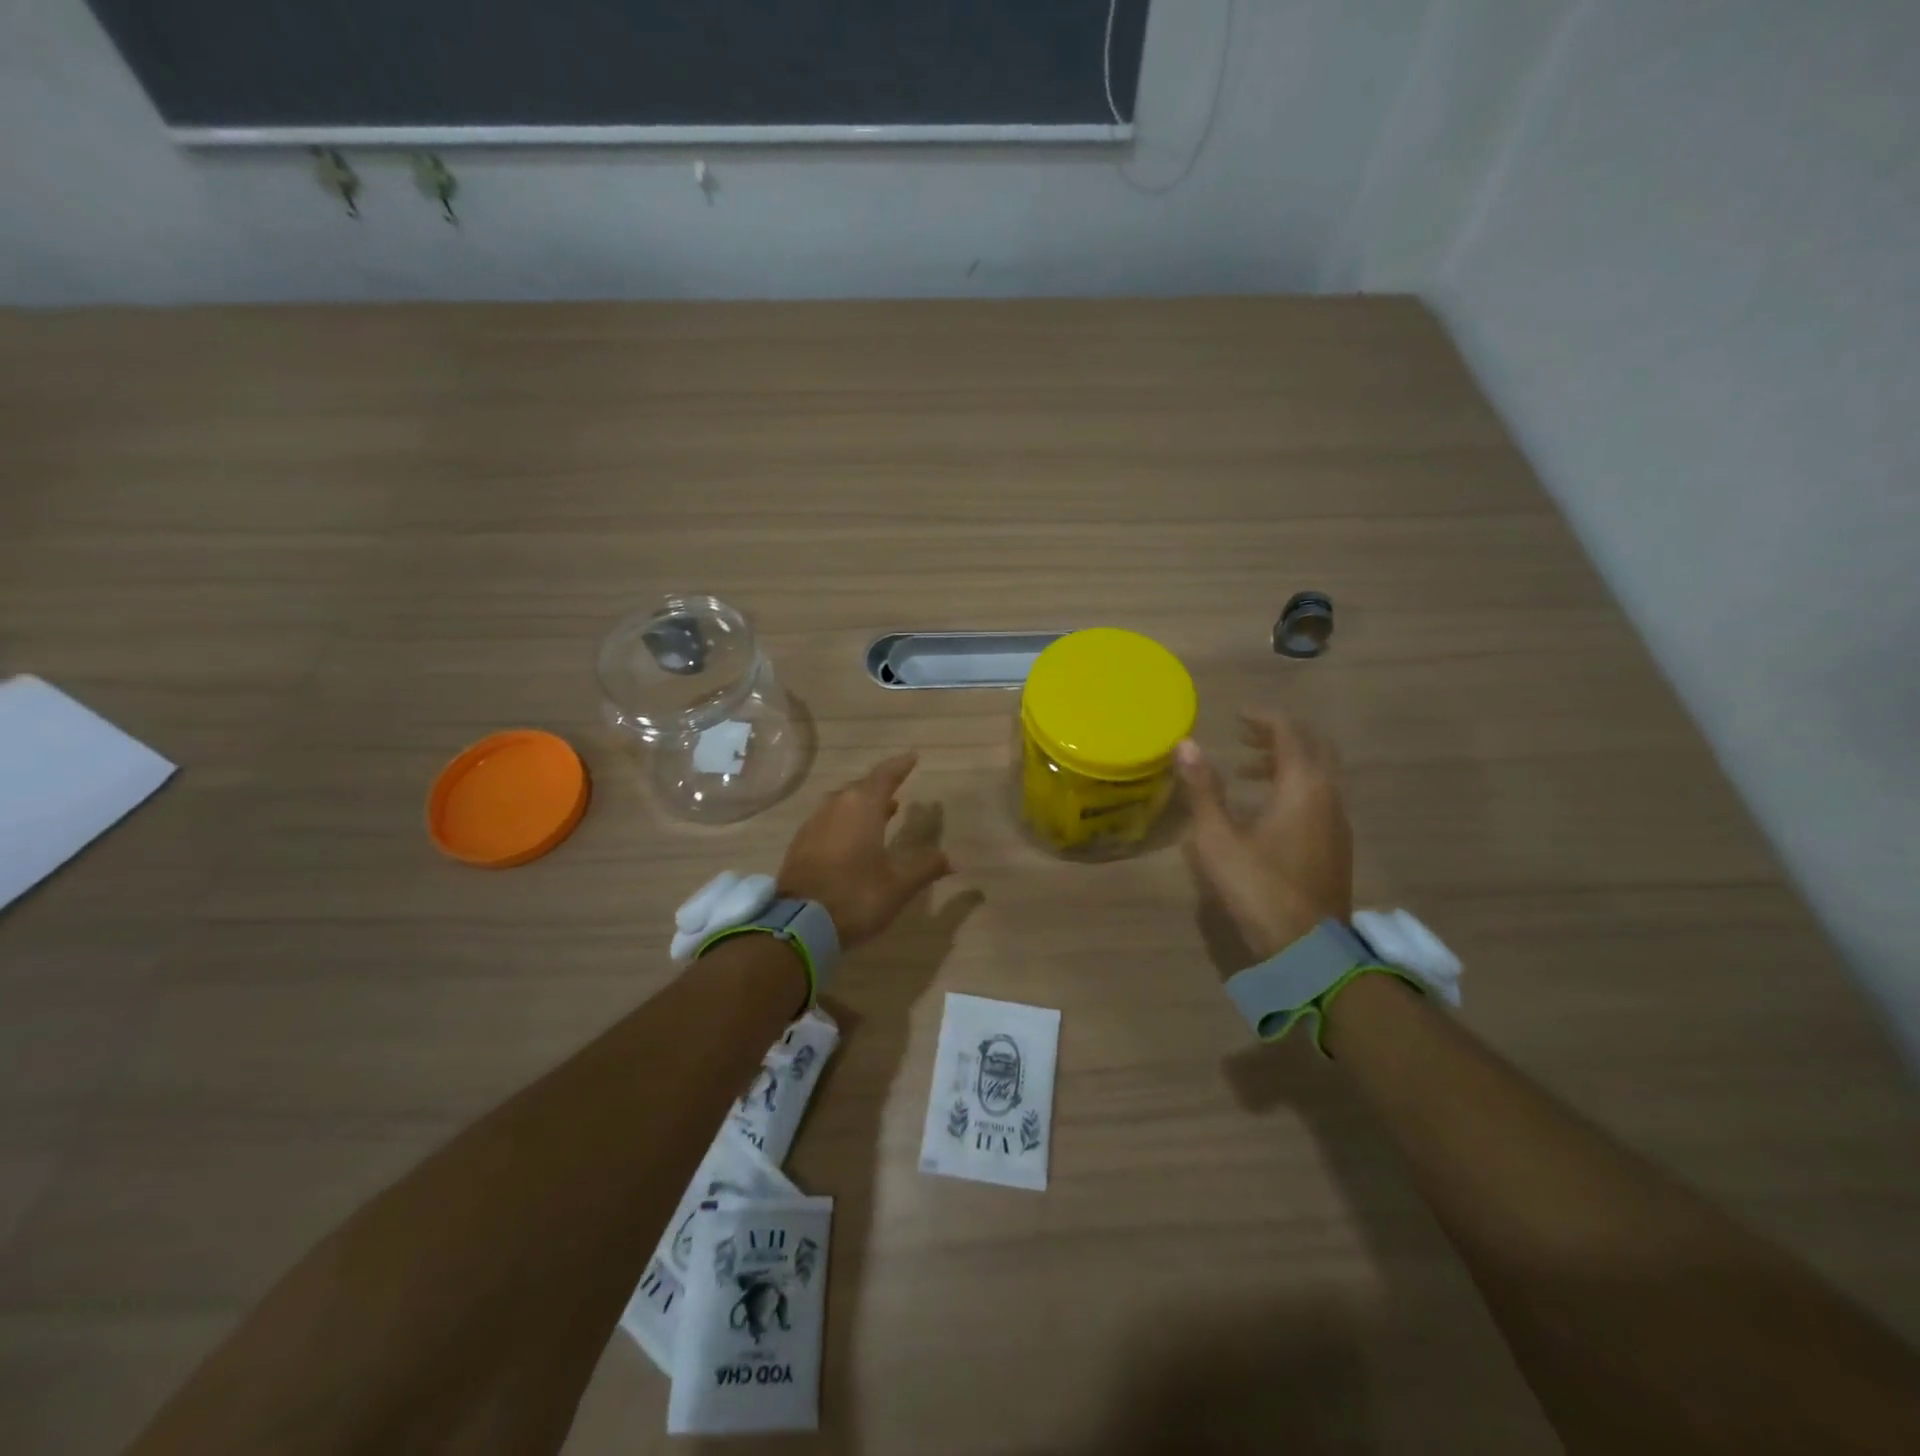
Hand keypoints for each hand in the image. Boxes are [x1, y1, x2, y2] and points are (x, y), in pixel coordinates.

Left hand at [778, 752, 953, 950]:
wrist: (798, 924)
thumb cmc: (856, 896)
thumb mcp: (898, 885)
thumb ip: (926, 867)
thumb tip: (954, 859)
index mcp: (861, 807)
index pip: (884, 776)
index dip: (900, 766)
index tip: (912, 758)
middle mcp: (835, 806)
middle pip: (861, 788)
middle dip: (880, 788)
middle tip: (897, 790)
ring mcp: (814, 824)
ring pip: (842, 804)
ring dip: (862, 805)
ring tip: (882, 813)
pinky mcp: (800, 844)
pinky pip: (828, 820)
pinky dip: (845, 821)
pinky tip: (853, 838)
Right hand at [1177, 713, 1352, 963]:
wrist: (1308, 947)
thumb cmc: (1258, 886)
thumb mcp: (1218, 838)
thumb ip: (1203, 789)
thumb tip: (1187, 744)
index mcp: (1303, 785)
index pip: (1289, 732)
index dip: (1262, 718)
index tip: (1236, 715)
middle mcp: (1328, 795)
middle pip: (1312, 748)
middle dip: (1278, 736)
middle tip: (1245, 735)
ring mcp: (1337, 822)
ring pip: (1318, 774)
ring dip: (1285, 763)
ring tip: (1246, 772)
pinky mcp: (1336, 845)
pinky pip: (1319, 797)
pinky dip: (1294, 787)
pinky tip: (1265, 810)